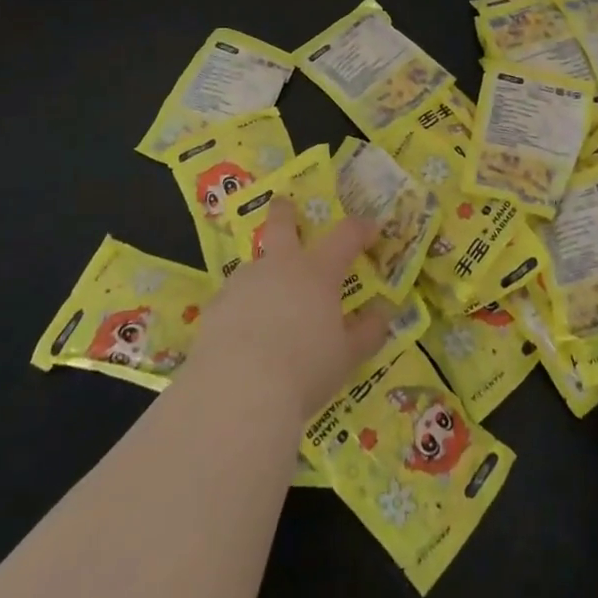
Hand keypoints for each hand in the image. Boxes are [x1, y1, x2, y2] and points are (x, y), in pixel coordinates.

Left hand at [187, 201, 395, 424]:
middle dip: (284, 212)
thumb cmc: (304, 369)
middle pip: (280, 224)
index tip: (372, 228)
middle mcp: (279, 267)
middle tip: (284, 204)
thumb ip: (367, 333)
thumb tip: (383, 314)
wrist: (237, 393)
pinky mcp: (214, 309)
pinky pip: (232, 301)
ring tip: (266, 303)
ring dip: (262, 274)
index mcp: (317, 272)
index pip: (346, 235)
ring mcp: (243, 284)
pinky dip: (241, 310)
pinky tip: (242, 336)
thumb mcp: (346, 357)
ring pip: (253, 266)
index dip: (361, 228)